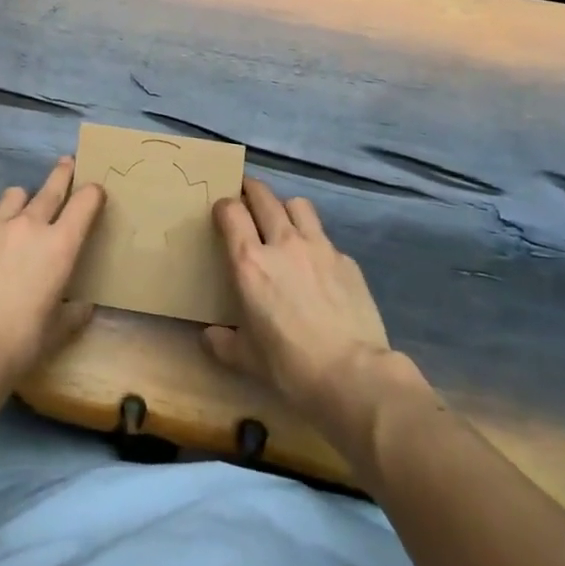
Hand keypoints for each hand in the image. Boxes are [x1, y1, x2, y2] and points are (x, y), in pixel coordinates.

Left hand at [0, 157, 104, 413]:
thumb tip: (82, 306)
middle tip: (67, 163)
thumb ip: (73, 313)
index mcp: (59, 245)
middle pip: (51, 188)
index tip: (95, 190)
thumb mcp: (57, 332)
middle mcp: (29, 226)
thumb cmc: (21, 343)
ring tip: (23, 209)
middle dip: (62, 174)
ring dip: (23, 199)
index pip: (84, 203)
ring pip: (14, 196)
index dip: (93, 193)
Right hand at [204, 178, 401, 440]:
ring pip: (298, 204)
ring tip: (284, 222)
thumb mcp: (248, 359)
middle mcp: (282, 242)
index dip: (223, 206)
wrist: (354, 375)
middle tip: (247, 197)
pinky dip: (315, 242)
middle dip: (251, 190)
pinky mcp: (346, 260)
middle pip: (263, 196)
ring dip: (286, 207)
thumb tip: (209, 337)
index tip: (221, 212)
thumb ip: (224, 342)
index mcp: (250, 262)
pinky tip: (318, 264)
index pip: (231, 211)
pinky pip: (325, 237)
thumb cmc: (291, 365)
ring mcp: (318, 247)